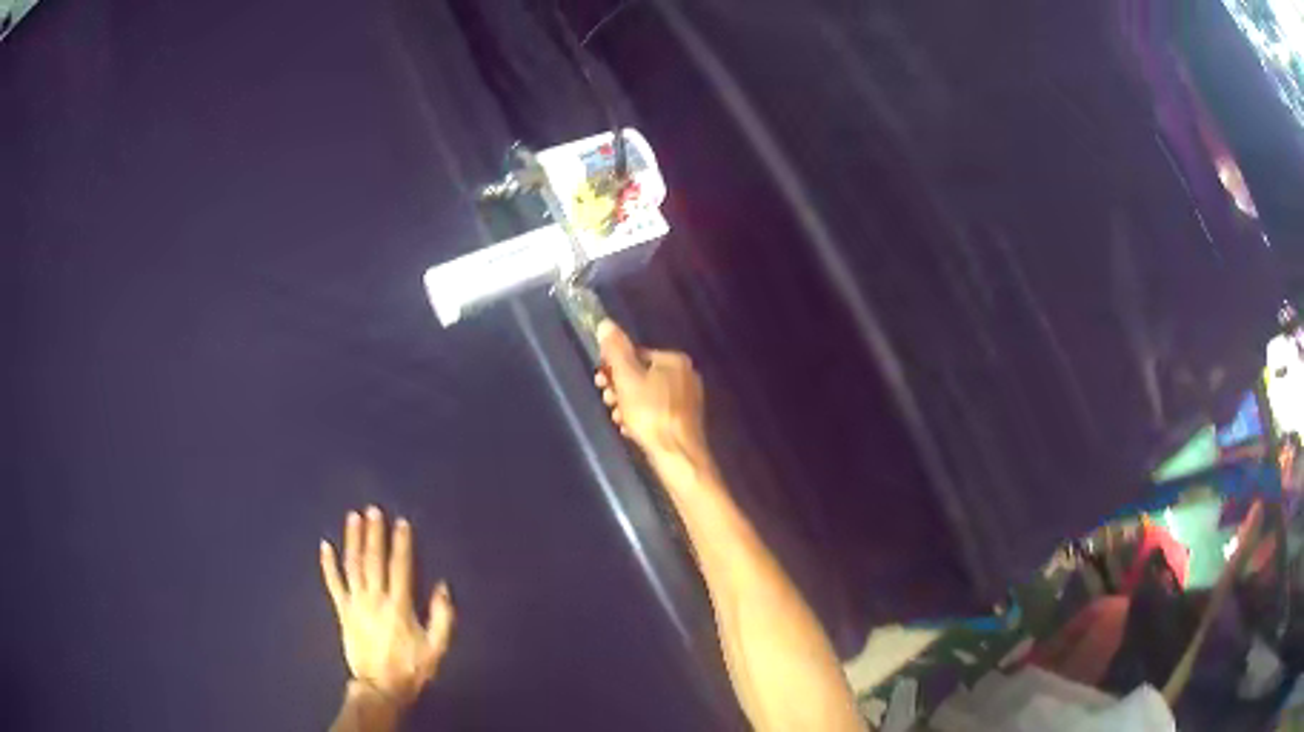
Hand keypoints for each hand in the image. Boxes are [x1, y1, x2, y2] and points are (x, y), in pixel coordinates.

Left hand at [320, 507, 454, 707]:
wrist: (380, 687)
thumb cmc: (411, 668)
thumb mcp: (437, 648)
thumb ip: (443, 617)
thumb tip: (443, 587)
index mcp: (399, 606)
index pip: (400, 567)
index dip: (401, 544)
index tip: (401, 523)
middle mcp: (375, 599)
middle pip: (373, 560)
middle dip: (374, 534)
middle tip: (373, 510)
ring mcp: (355, 603)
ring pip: (352, 566)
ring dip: (352, 540)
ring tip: (353, 517)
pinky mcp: (342, 611)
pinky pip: (333, 584)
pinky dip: (328, 564)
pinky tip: (324, 545)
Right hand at [595, 320, 706, 458]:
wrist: (677, 455)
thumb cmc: (651, 414)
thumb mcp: (627, 379)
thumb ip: (615, 351)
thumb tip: (605, 324)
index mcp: (674, 360)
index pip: (636, 354)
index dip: (614, 367)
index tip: (600, 382)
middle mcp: (686, 375)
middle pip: (642, 375)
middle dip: (620, 388)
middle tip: (607, 401)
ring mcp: (687, 399)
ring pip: (648, 395)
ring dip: (627, 404)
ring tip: (616, 418)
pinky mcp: (685, 421)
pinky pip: (657, 412)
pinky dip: (641, 418)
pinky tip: (630, 429)